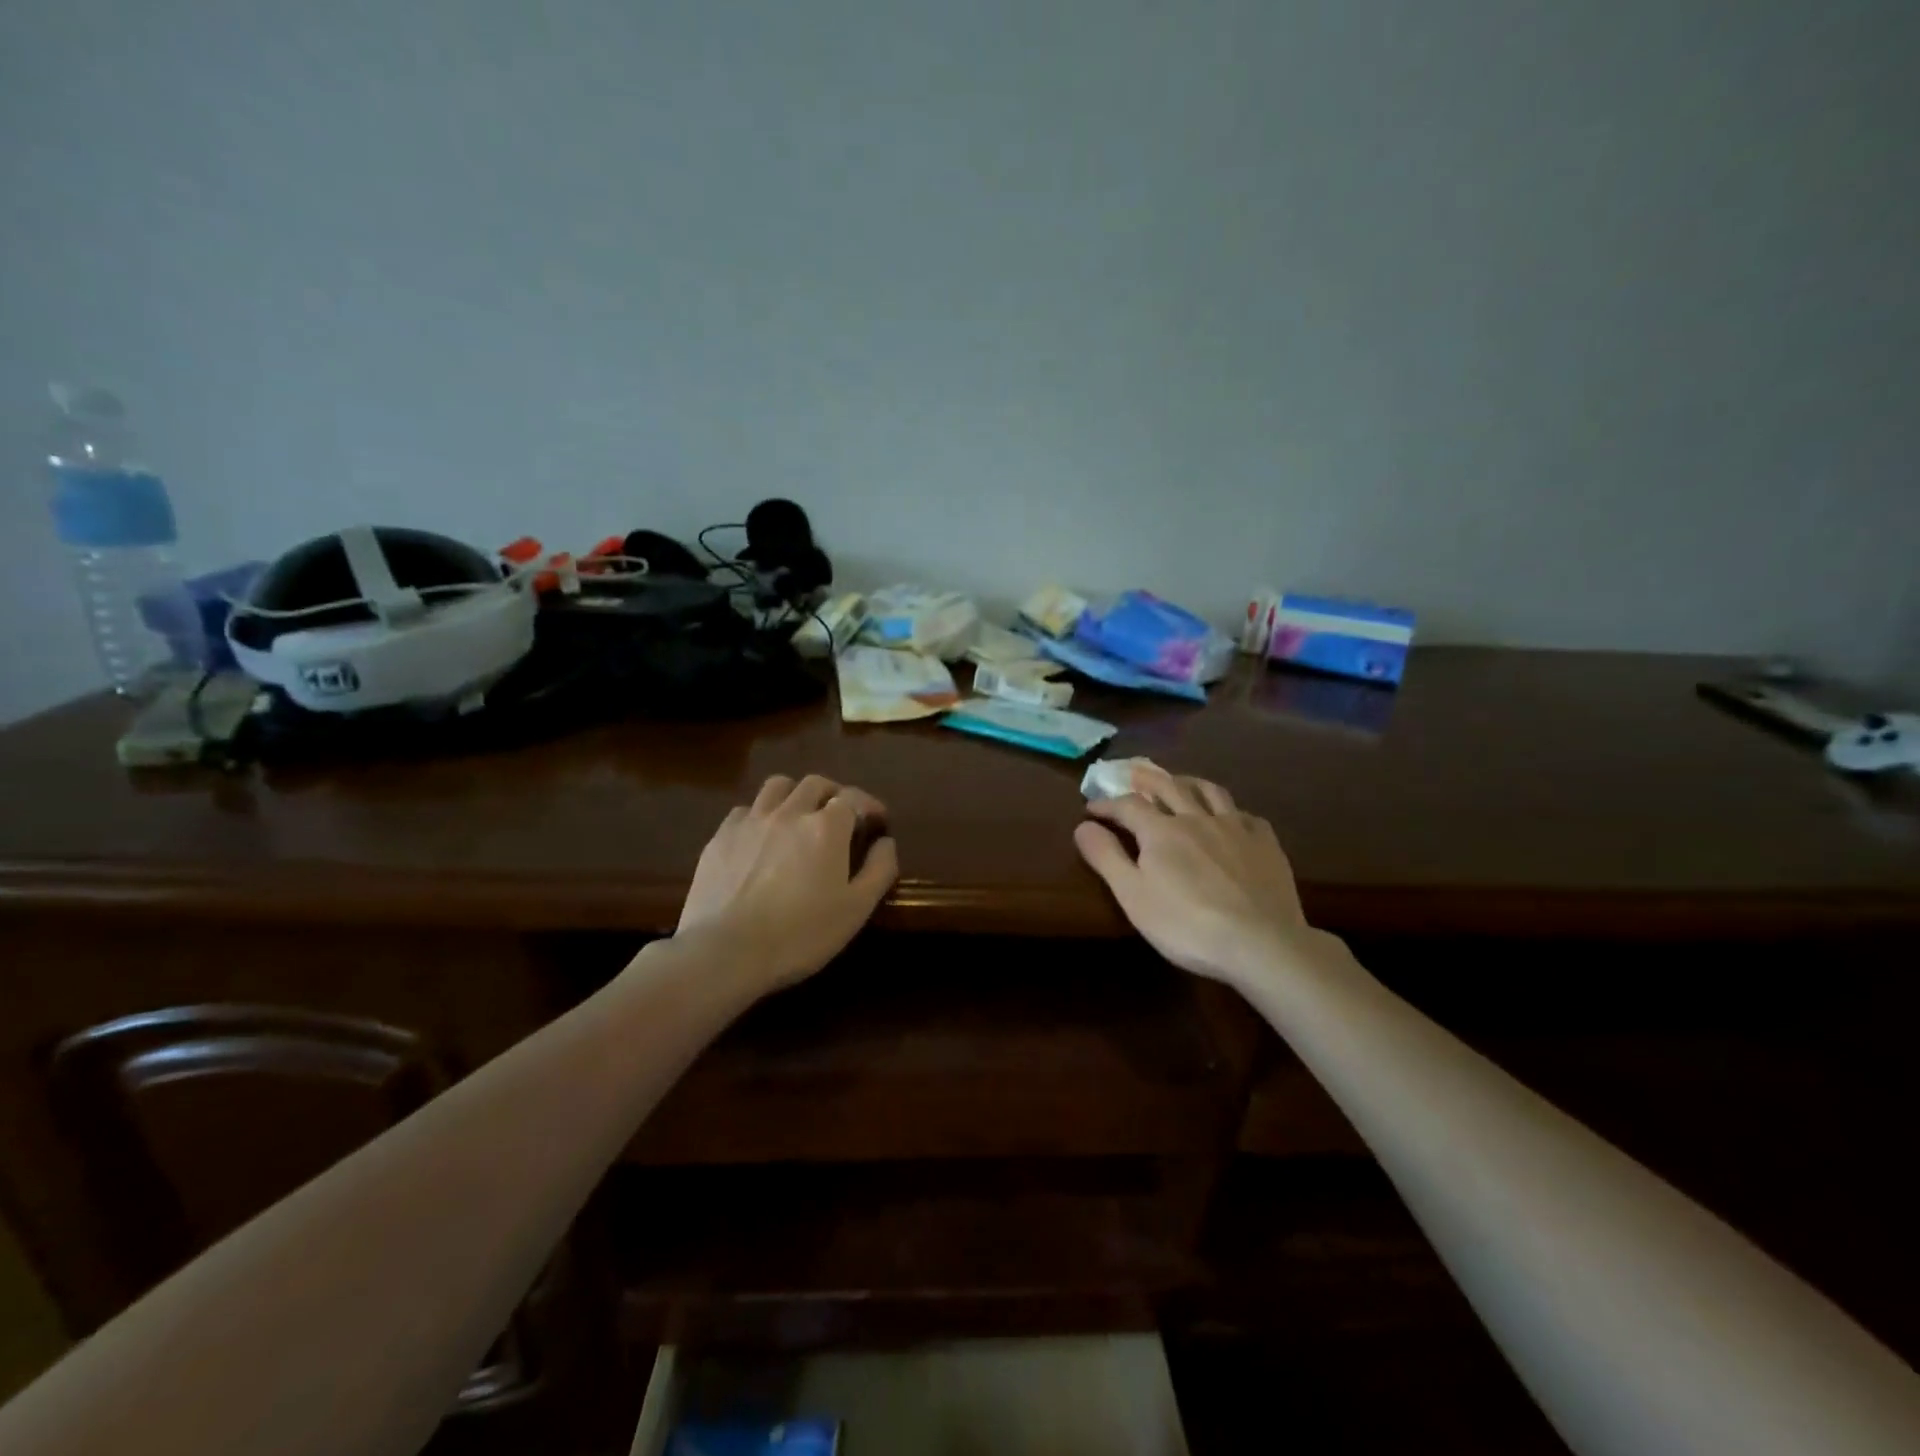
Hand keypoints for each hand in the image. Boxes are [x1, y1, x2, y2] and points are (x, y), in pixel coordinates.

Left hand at [677, 774, 898, 990]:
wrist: (725, 951)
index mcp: (826, 827)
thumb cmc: (800, 934)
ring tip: (799, 816)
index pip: (854, 798)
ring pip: (778, 786)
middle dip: (834, 794)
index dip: (869, 806)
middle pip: (816, 784)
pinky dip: (761, 815)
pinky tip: (761, 837)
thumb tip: (886, 842)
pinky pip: (745, 809)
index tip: (877, 821)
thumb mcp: (856, 909)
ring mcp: (751, 821)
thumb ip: (879, 870)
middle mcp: (790, 812)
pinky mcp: (721, 836)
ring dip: (796, 794)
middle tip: (840, 817)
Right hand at [1074, 772, 1317, 989]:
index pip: (1127, 805)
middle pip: (1168, 787)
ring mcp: (1235, 828)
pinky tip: (1231, 817)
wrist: (1260, 943)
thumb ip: (1106, 857)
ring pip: (1209, 792)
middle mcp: (1196, 818)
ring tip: (1180, 781)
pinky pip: (1246, 815)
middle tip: (1133, 773)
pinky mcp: (1265, 844)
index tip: (1091, 808)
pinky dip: (1231, 810)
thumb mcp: (1133, 895)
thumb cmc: (1186, 924)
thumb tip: (1083, 825)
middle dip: (1147, 779)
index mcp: (1161, 831)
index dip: (1107, 804)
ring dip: (1189, 782)